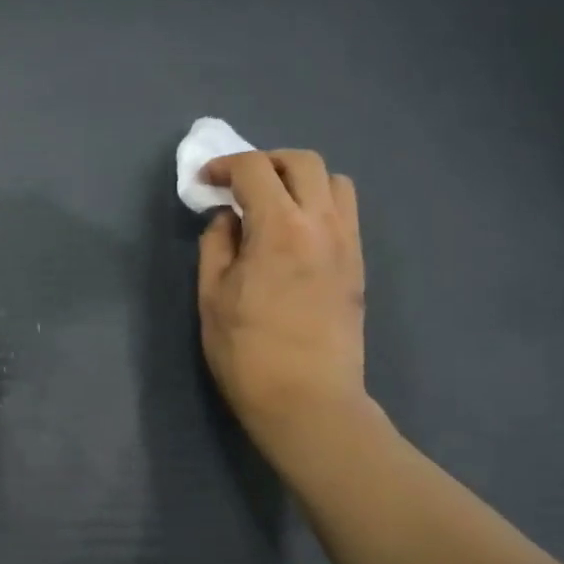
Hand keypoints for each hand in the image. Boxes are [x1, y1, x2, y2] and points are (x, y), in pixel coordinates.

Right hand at [197, 149, 368, 455]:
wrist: (307, 400)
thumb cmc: (247, 352)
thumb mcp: (212, 295)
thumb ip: (217, 244)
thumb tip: (229, 218)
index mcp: (280, 228)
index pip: (255, 169)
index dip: (224, 166)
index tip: (205, 182)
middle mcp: (322, 224)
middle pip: (303, 162)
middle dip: (266, 162)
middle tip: (239, 185)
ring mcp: (347, 244)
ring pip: (335, 182)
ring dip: (300, 180)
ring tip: (273, 205)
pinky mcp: (358, 266)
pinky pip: (345, 214)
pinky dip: (318, 206)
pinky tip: (294, 235)